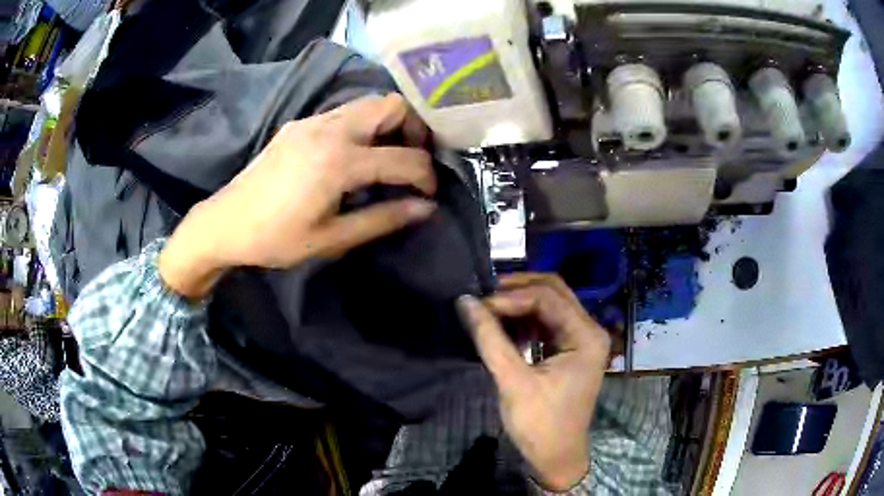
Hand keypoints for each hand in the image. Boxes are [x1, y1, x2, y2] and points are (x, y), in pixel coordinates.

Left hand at [159, 94, 436, 298]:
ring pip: (368, 103)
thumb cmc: (275, 238)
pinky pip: (345, 112)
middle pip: (391, 105)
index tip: (430, 193)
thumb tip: (426, 208)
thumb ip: (382, 219)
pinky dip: (364, 125)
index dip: (426, 175)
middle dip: (413, 129)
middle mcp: (330, 129)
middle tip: (414, 160)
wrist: (226, 223)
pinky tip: (356, 154)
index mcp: (339, 161)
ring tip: (388, 156)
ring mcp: (313, 121)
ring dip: (388, 124)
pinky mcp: (301, 124)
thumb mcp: (331, 238)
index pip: (403, 157)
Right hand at [457, 274, 611, 490]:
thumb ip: (490, 339)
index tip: (478, 307)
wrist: (556, 457)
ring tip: (488, 309)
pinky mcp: (569, 349)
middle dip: (517, 290)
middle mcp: (589, 330)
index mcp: (586, 336)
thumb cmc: (539, 424)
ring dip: (519, 303)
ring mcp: (581, 339)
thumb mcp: (513, 381)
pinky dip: (524, 319)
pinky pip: (546, 322)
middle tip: (483, 298)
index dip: (511, 297)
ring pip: (549, 304)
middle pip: (553, 292)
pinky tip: (502, 326)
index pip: (548, 297)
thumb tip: (465, 302)